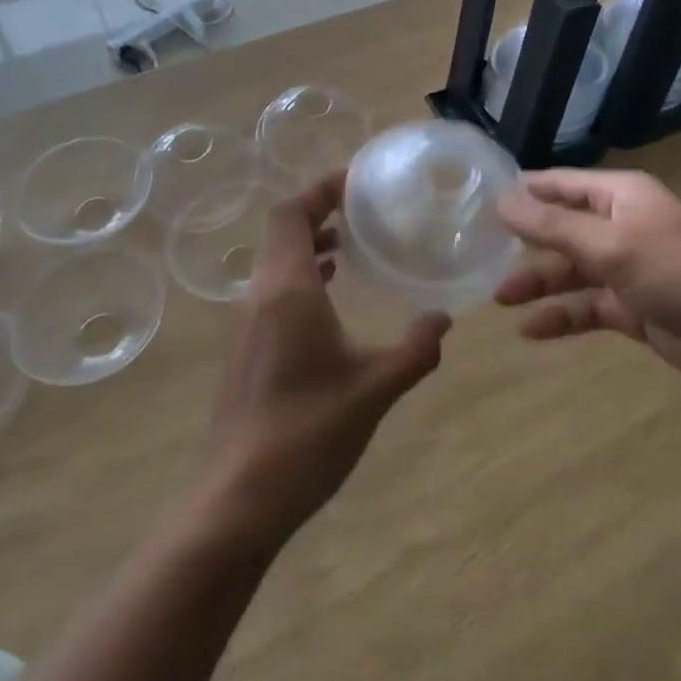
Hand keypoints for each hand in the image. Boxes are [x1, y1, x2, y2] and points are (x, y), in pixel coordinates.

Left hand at [203, 171, 450, 547]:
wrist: (237, 501)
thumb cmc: (306, 434)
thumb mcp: (374, 389)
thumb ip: (414, 350)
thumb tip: (443, 318)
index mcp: (287, 290)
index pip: (291, 213)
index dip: (320, 188)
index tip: (356, 180)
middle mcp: (259, 295)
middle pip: (282, 231)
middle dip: (320, 210)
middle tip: (363, 209)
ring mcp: (245, 323)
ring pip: (275, 260)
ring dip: (309, 243)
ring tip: (351, 245)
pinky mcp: (244, 348)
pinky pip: (272, 288)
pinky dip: (301, 274)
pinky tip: (330, 296)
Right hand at [494, 169, 680, 396]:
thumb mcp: (613, 246)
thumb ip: (554, 226)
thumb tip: (501, 200)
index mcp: (620, 196)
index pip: (560, 183)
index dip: (521, 191)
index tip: (476, 201)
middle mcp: (621, 226)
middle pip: (561, 228)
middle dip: (523, 241)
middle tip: (476, 255)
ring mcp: (628, 269)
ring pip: (571, 270)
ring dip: (538, 282)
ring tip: (497, 298)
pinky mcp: (635, 309)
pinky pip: (588, 307)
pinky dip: (562, 317)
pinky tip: (531, 331)